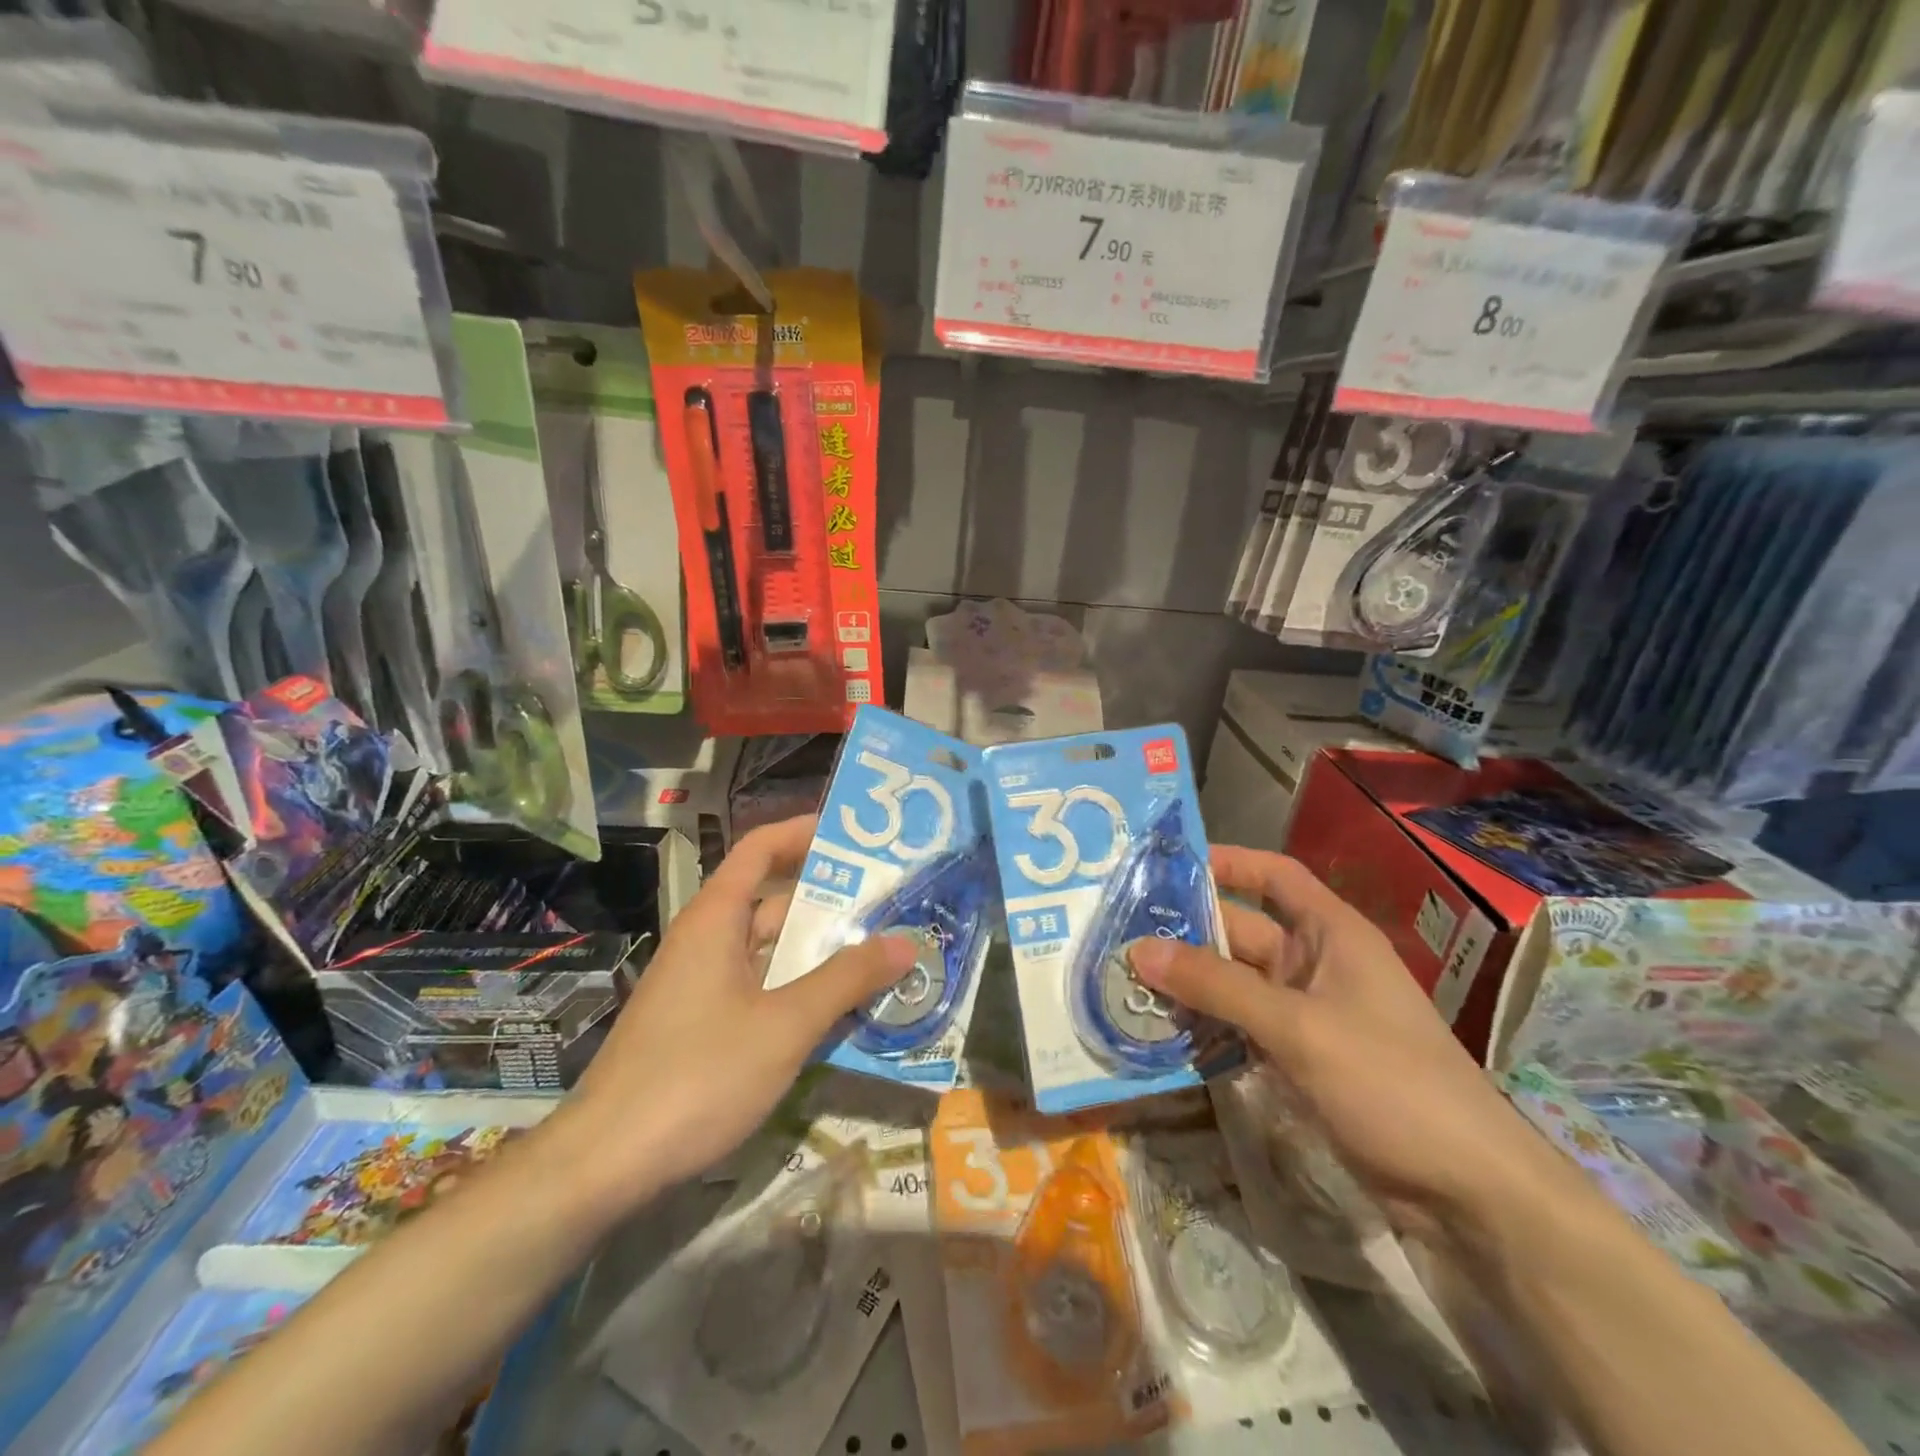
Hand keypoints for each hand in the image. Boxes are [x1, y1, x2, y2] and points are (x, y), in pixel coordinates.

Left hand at [570, 816, 918, 1200]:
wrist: (604, 1163)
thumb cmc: (698, 1075)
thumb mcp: (785, 1025)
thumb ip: (846, 980)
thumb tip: (905, 942)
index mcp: (716, 919)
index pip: (760, 849)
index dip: (804, 832)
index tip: (854, 836)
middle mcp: (705, 941)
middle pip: (771, 900)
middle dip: (829, 900)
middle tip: (889, 903)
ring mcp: (699, 985)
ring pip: (767, 950)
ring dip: (817, 951)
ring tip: (878, 954)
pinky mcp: (698, 1024)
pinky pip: (757, 987)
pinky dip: (796, 988)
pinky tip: (836, 1012)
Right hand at [1127, 846, 1555, 1236]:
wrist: (1468, 1190)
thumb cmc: (1390, 1081)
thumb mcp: (1297, 1026)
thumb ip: (1217, 986)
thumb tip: (1140, 949)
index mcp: (1331, 934)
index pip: (1275, 875)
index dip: (1228, 862)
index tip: (1168, 864)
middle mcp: (1317, 964)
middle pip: (1243, 931)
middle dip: (1188, 932)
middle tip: (1121, 932)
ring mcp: (1309, 1013)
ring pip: (1237, 983)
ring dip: (1191, 983)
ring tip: (1127, 980)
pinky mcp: (1302, 1058)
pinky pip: (1243, 1026)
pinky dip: (1209, 1025)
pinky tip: (1164, 1031)